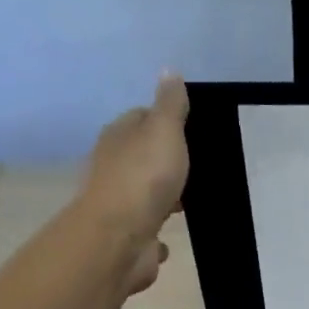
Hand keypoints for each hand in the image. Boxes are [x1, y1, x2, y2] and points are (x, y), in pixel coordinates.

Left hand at [82, 74, 190, 294]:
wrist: (119, 236)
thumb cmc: (144, 178)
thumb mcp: (164, 131)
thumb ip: (170, 105)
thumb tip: (170, 71)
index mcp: (119, 136)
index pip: (140, 118)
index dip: (165, 123)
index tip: (190, 132)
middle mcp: (113, 166)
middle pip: (142, 157)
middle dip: (164, 163)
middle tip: (195, 169)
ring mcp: (119, 203)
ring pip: (144, 194)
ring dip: (161, 198)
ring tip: (188, 202)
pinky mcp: (127, 235)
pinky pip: (146, 229)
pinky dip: (155, 232)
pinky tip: (168, 237)